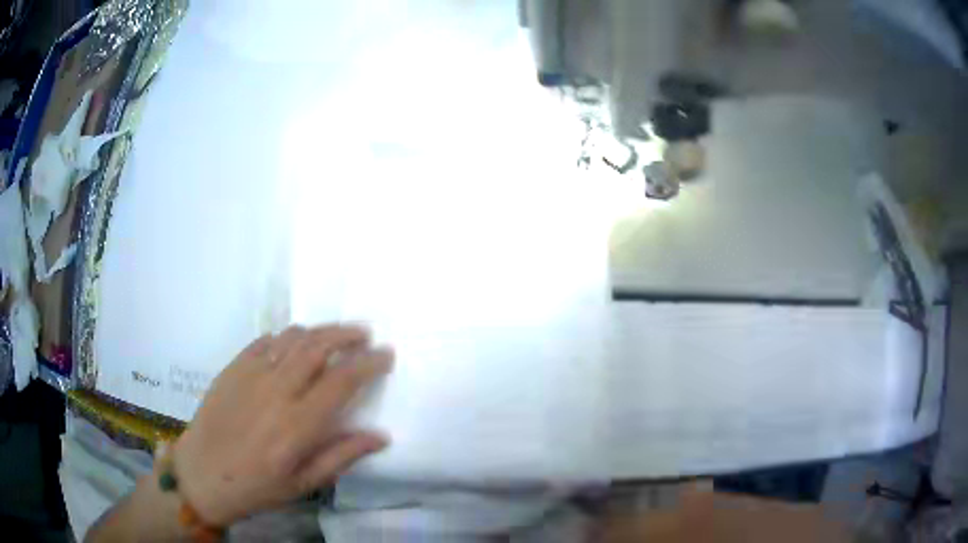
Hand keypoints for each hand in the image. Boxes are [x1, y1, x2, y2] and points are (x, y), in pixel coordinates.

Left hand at [172, 325, 392, 525]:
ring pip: (291, 338)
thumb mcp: (304, 484)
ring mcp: (251, 375)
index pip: (342, 381)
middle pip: (318, 347)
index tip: (385, 354)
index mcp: (297, 425)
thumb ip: (342, 456)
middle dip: (346, 335)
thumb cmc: (256, 487)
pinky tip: (292, 345)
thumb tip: (381, 436)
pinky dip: (285, 337)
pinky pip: (264, 341)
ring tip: (333, 336)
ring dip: (318, 331)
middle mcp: (276, 391)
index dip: (368, 363)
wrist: (202, 474)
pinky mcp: (232, 368)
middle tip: (364, 334)